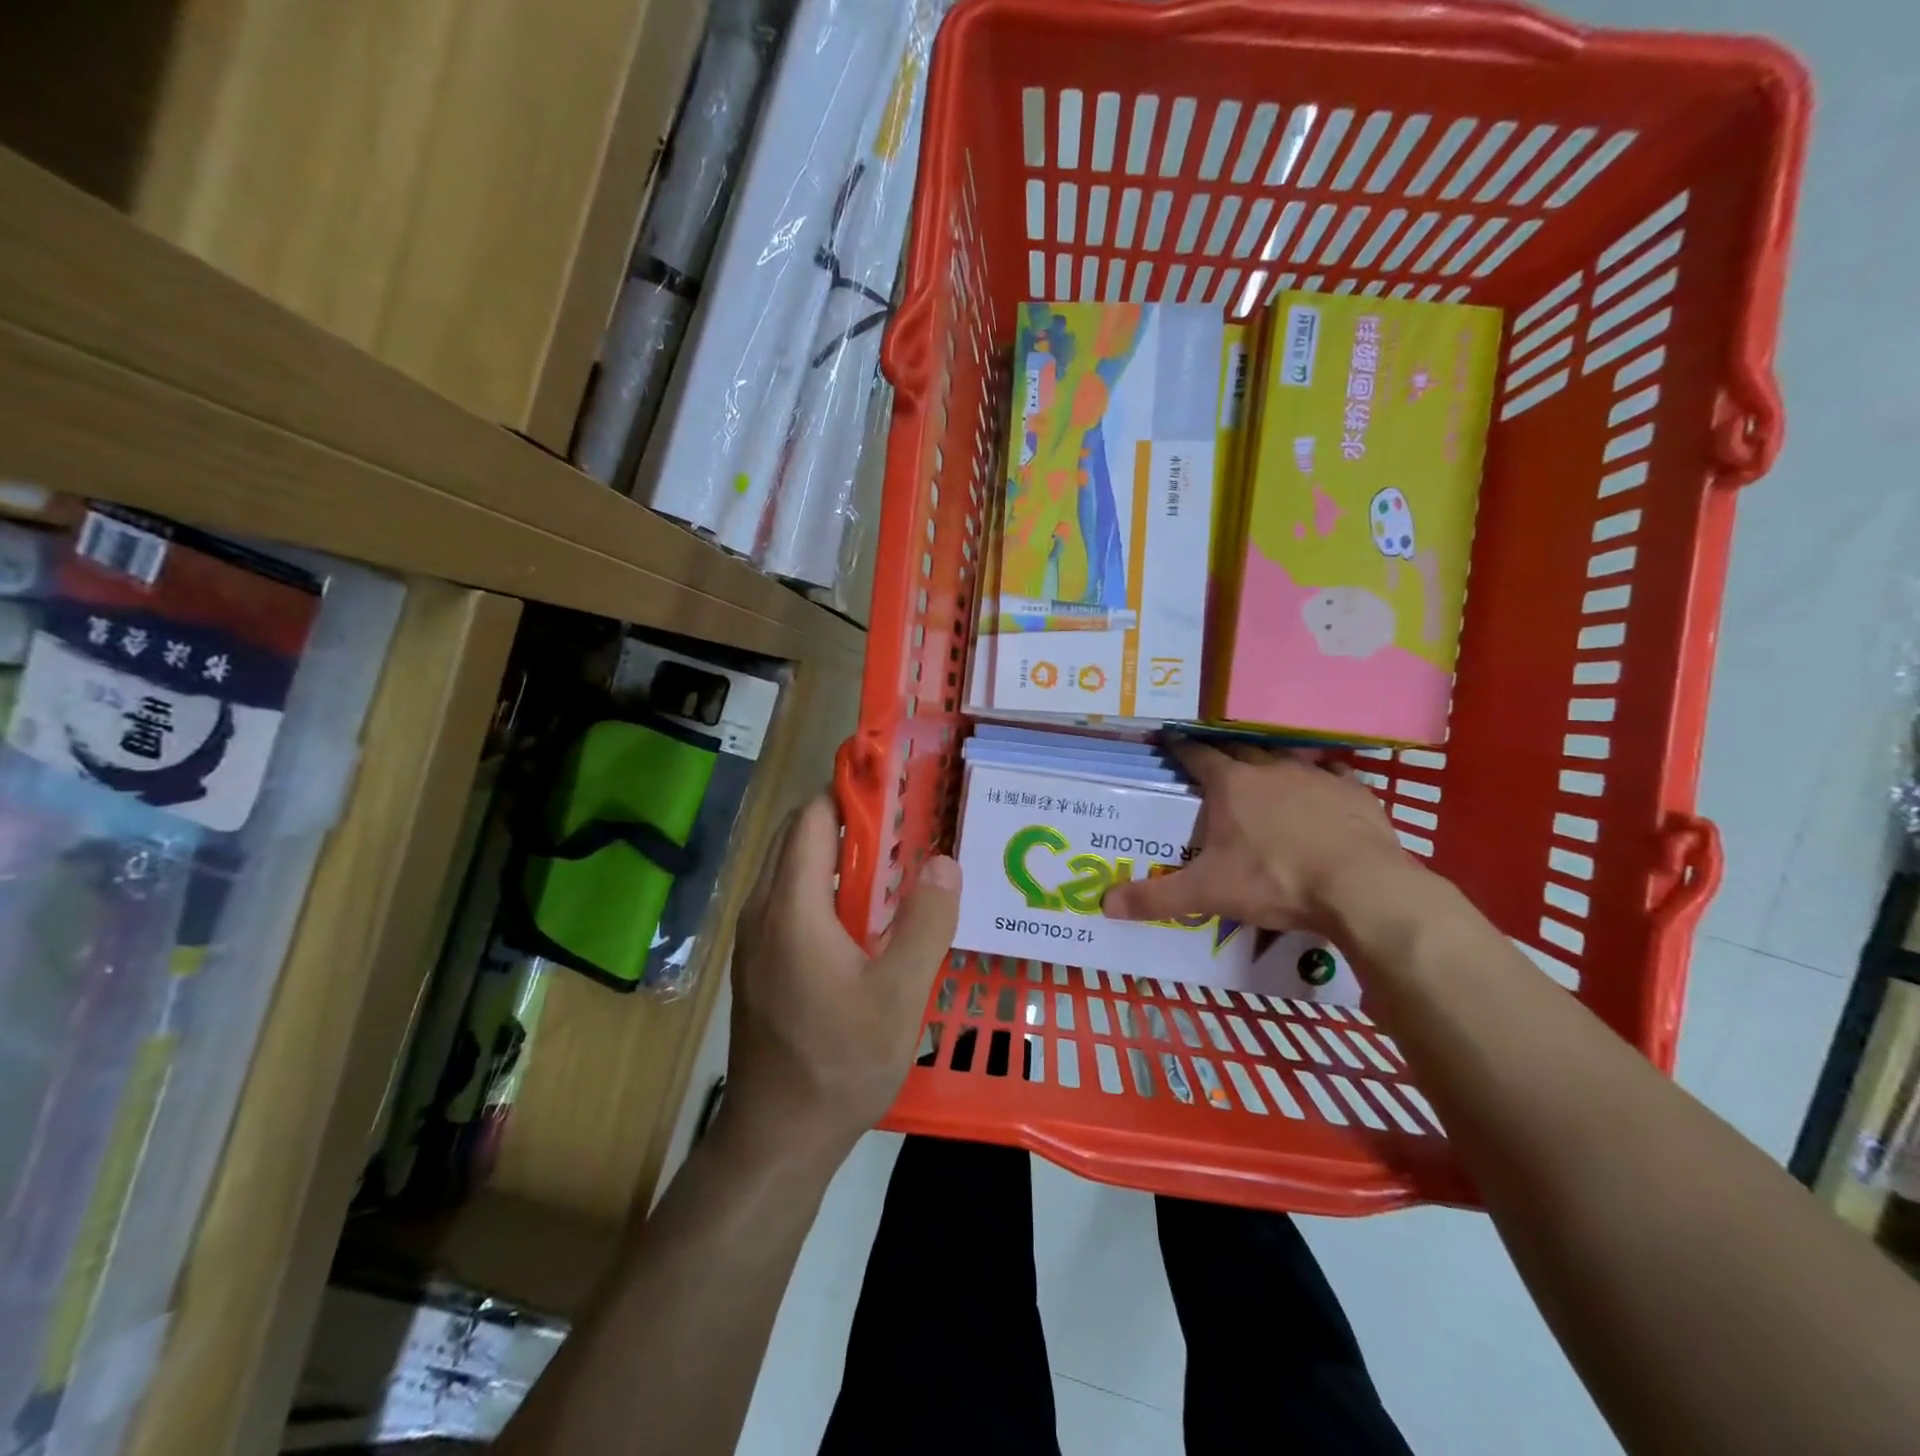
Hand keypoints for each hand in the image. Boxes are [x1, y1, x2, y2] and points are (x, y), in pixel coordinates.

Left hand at [723, 795, 959, 1165]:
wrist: (777, 1137)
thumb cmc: (840, 1063)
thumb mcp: (899, 995)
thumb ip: (925, 923)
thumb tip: (943, 861)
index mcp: (791, 907)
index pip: (812, 818)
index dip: (849, 794)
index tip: (894, 790)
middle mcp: (762, 910)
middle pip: (797, 837)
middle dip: (846, 821)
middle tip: (903, 831)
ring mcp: (754, 938)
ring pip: (791, 869)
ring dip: (835, 855)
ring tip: (891, 870)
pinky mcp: (758, 963)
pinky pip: (788, 900)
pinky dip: (822, 887)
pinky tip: (862, 920)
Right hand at [1100, 742, 1411, 936]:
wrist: (1359, 887)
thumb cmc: (1273, 880)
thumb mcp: (1208, 893)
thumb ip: (1156, 897)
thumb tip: (1104, 905)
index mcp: (1231, 784)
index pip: (1196, 755)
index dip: (1181, 748)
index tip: (1171, 739)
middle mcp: (1270, 769)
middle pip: (1239, 750)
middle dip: (1224, 753)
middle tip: (1214, 761)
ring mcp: (1315, 777)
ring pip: (1286, 758)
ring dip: (1271, 763)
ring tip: (1264, 772)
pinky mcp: (1354, 792)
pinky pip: (1333, 775)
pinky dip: (1322, 779)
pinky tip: (1323, 788)